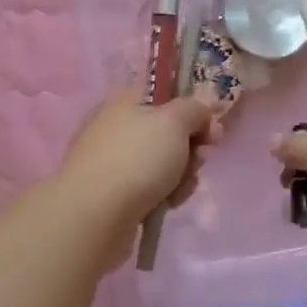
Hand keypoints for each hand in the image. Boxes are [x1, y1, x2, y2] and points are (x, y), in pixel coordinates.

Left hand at [58, 91, 220, 229]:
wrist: (95, 215)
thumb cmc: (137, 158)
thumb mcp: (174, 121)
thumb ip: (195, 108)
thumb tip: (204, 105)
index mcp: (127, 99)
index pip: (166, 91)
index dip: (193, 106)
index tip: (211, 124)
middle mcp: (118, 125)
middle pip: (169, 129)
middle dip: (192, 145)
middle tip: (201, 157)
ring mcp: (114, 159)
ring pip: (164, 160)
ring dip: (182, 173)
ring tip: (181, 188)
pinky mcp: (114, 191)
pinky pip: (151, 186)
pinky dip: (165, 193)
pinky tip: (169, 204)